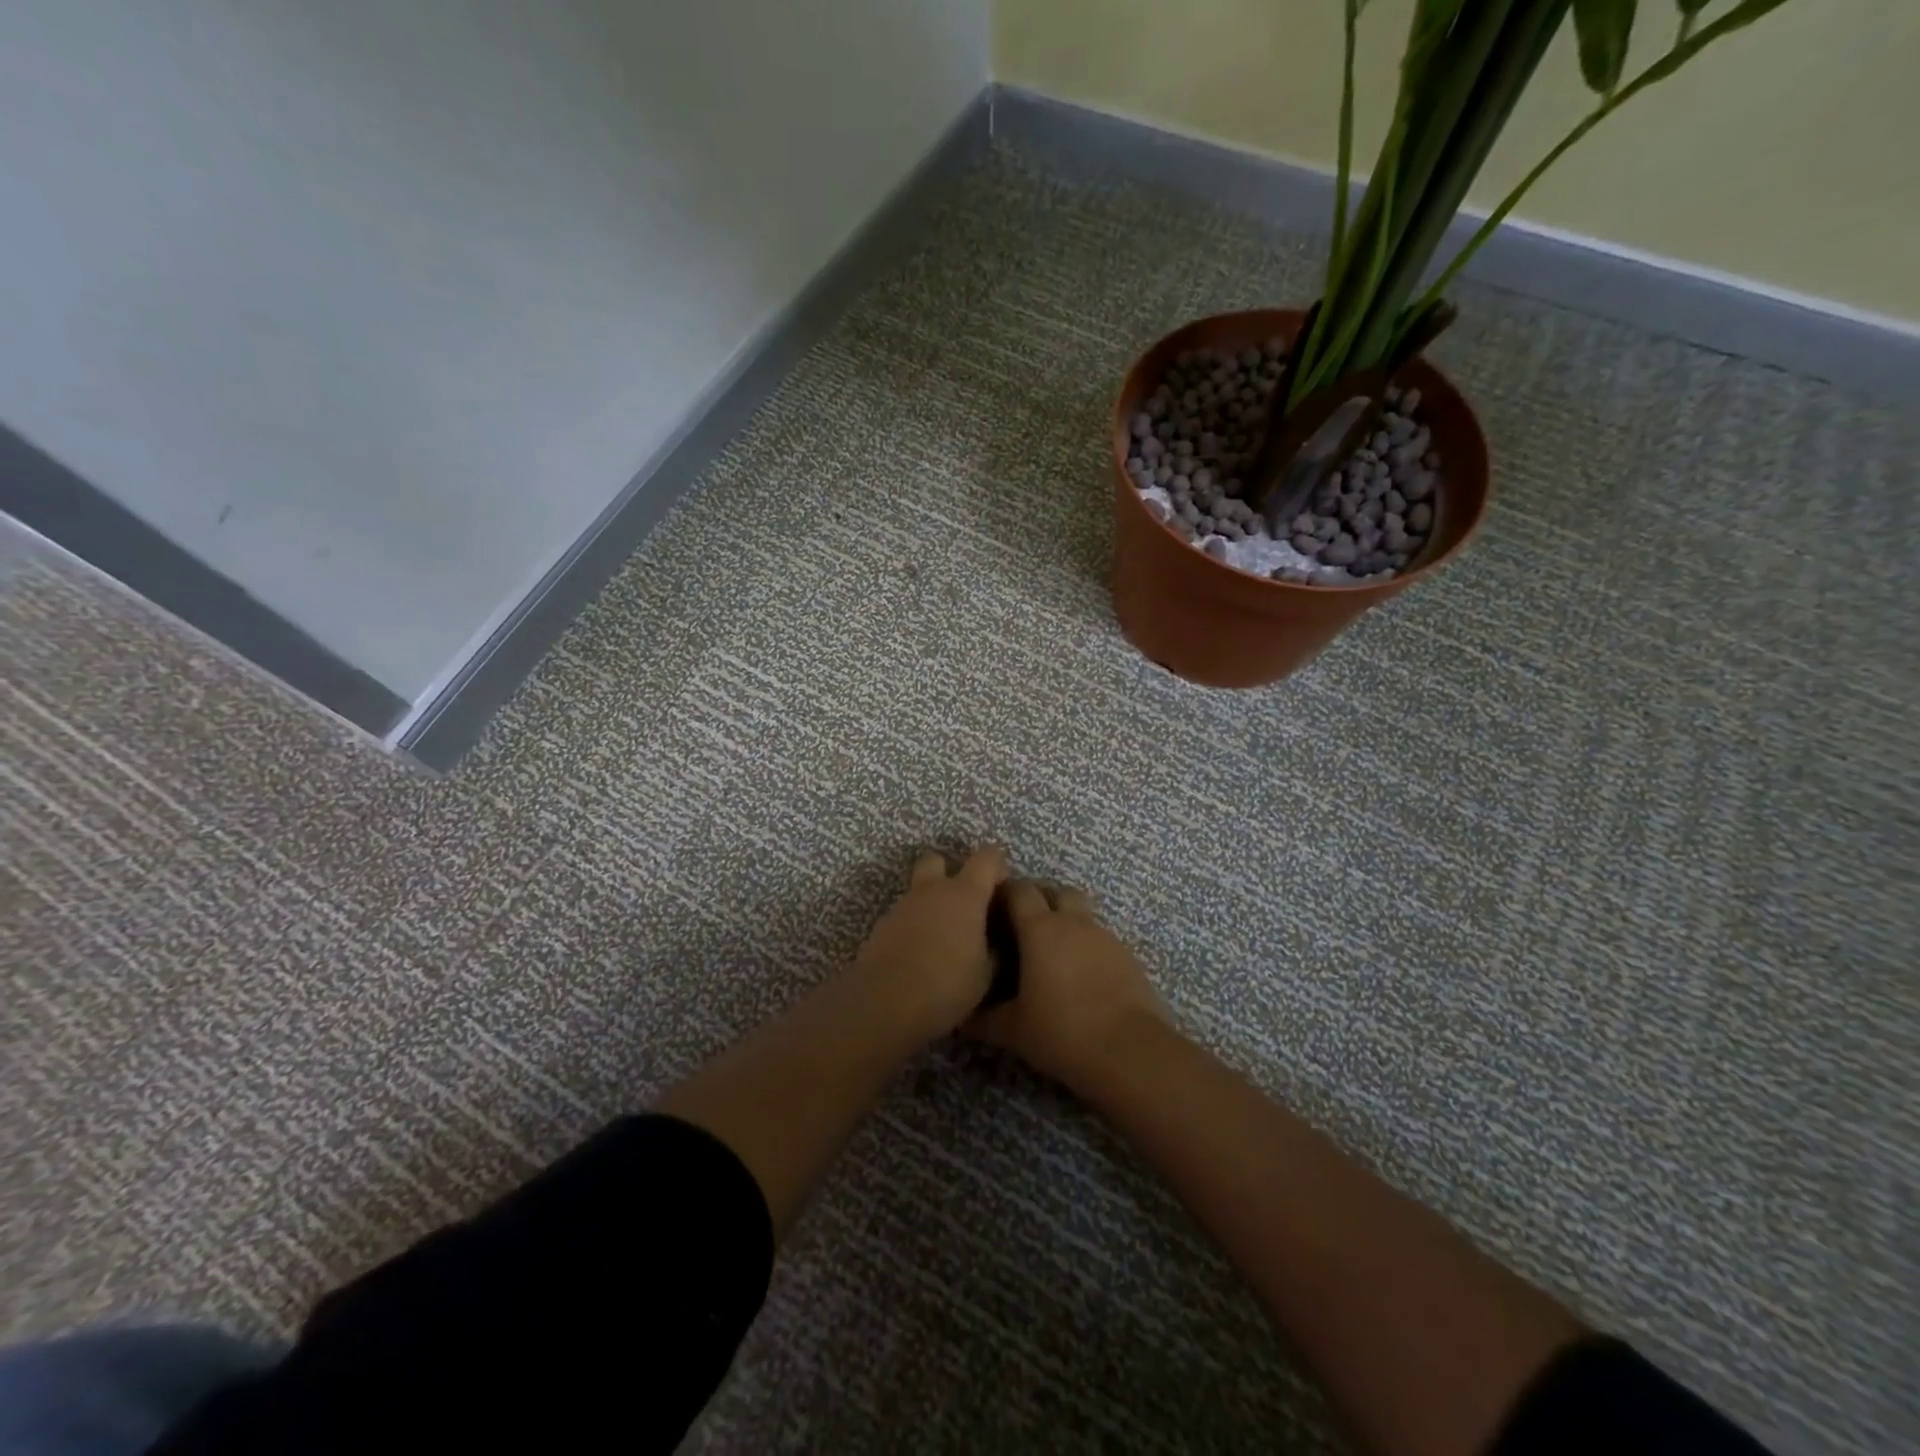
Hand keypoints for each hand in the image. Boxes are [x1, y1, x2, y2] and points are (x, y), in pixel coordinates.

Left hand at [852, 846, 1009, 1040]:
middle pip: (937, 860)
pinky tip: (918, 956)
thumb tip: (992, 945)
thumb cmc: (947, 985)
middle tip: (963, 904)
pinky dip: (913, 927)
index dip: (997, 864)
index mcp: (964, 895)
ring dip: (930, 904)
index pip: (987, 857)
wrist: (885, 1003)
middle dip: (950, 872)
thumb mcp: (985, 975)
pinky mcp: (880, 927)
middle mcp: (931, 891)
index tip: (1002, 886)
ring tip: (941, 940)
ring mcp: (902, 906)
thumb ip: (992, 951)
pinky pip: (903, 916)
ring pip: (917, 891)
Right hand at [965, 880, 1170, 1091]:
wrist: (1130, 1052)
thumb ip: (984, 1018)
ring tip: (1053, 960)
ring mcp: (1105, 937)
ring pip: (1082, 917)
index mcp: (1040, 928)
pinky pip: (1101, 941)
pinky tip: (1081, 981)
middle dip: (1041, 903)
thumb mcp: (1012, 1030)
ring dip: (1067, 927)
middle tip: (1024, 931)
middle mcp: (1074, 923)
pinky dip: (1088, 951)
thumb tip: (962, 1016)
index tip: (990, 911)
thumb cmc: (1062, 1032)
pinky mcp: (1128, 957)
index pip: (1018, 890)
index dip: (1003, 893)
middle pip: (1056, 892)